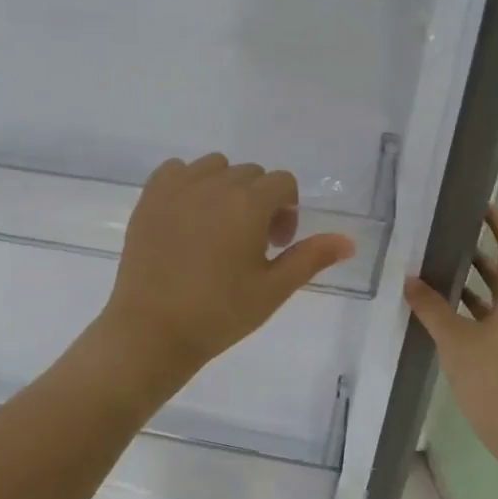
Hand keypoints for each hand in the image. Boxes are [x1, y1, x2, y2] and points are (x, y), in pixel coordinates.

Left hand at [95, 154, 356, 396]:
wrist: (152, 331)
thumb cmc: (219, 314)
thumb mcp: (273, 290)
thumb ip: (311, 258)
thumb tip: (348, 241)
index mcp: (248, 204)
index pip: (283, 182)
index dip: (287, 212)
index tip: (275, 246)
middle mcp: (213, 185)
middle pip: (251, 174)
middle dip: (259, 201)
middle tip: (249, 245)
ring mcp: (177, 189)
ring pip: (214, 167)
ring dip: (225, 189)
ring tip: (217, 229)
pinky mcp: (149, 199)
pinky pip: (176, 171)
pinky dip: (188, 183)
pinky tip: (187, 217)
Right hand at [405, 203, 497, 437]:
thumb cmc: (487, 372)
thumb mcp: (453, 336)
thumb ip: (430, 306)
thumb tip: (409, 281)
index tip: (482, 207)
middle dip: (481, 251)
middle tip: (451, 235)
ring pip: (495, 295)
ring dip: (473, 279)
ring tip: (440, 265)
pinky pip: (487, 316)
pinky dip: (468, 306)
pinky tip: (441, 308)